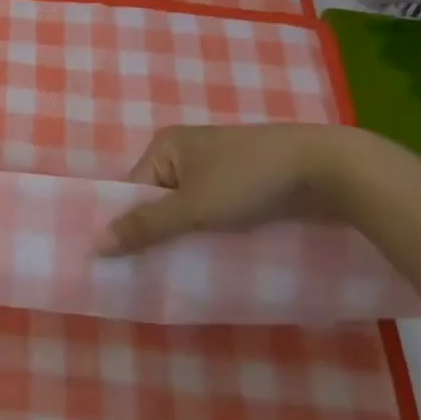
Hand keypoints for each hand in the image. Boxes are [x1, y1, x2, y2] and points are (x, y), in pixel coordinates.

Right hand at [94, 123, 368, 255]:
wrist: (324, 168)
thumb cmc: (247, 179)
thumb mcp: (192, 206)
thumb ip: (145, 225)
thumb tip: (95, 243)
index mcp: (166, 146)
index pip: (133, 189)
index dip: (129, 224)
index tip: (126, 263)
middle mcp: (187, 151)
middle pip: (160, 200)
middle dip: (159, 234)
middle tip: (153, 274)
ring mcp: (218, 166)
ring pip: (189, 209)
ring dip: (188, 237)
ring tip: (182, 272)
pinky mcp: (245, 183)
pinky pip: (215, 211)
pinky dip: (212, 232)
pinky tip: (213, 257)